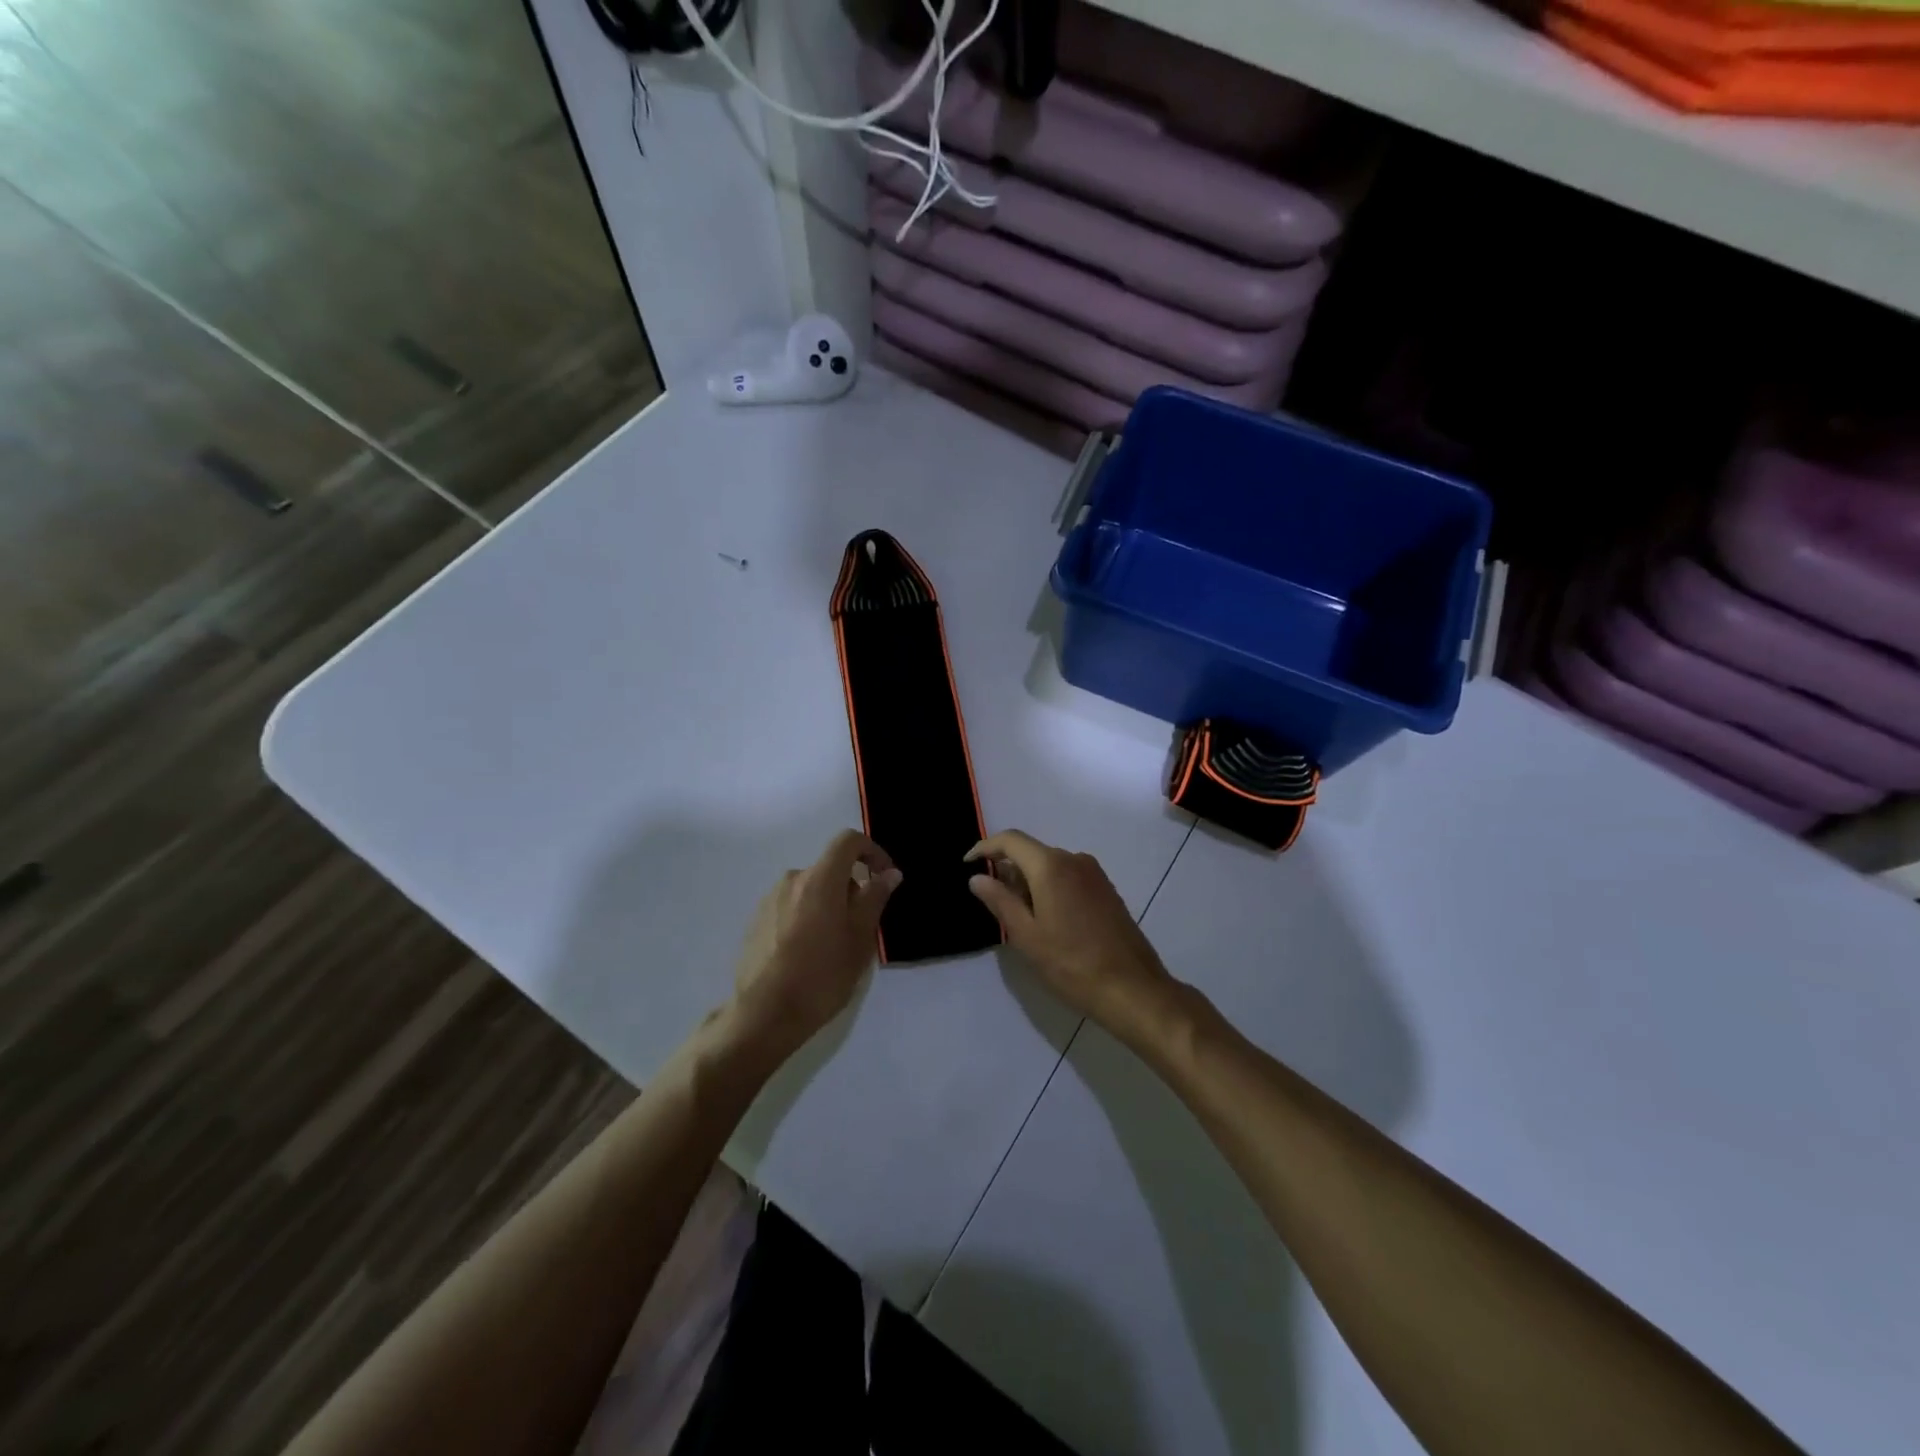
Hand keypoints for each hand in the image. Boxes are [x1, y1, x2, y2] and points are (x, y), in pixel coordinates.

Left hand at [727, 830, 901, 1060]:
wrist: (765, 1014)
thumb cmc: (822, 974)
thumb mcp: (860, 938)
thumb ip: (875, 898)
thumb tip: (888, 873)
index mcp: (820, 878)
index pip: (848, 841)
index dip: (872, 851)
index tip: (883, 876)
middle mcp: (792, 880)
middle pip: (829, 868)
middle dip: (851, 887)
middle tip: (862, 925)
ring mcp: (769, 900)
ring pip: (810, 889)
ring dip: (828, 903)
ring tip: (834, 944)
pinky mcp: (756, 921)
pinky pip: (790, 907)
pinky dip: (806, 917)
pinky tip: (808, 953)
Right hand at [966, 830, 1178, 1039]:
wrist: (1133, 988)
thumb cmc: (1072, 964)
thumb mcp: (1027, 936)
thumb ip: (1000, 901)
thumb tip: (977, 877)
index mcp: (1051, 866)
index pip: (1010, 840)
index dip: (985, 848)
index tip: (967, 865)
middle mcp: (1074, 859)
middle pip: (1031, 852)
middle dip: (1007, 869)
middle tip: (992, 903)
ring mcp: (1094, 874)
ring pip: (1050, 865)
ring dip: (1028, 881)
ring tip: (1018, 917)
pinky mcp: (1106, 890)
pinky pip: (1068, 877)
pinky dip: (1049, 887)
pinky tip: (1047, 919)